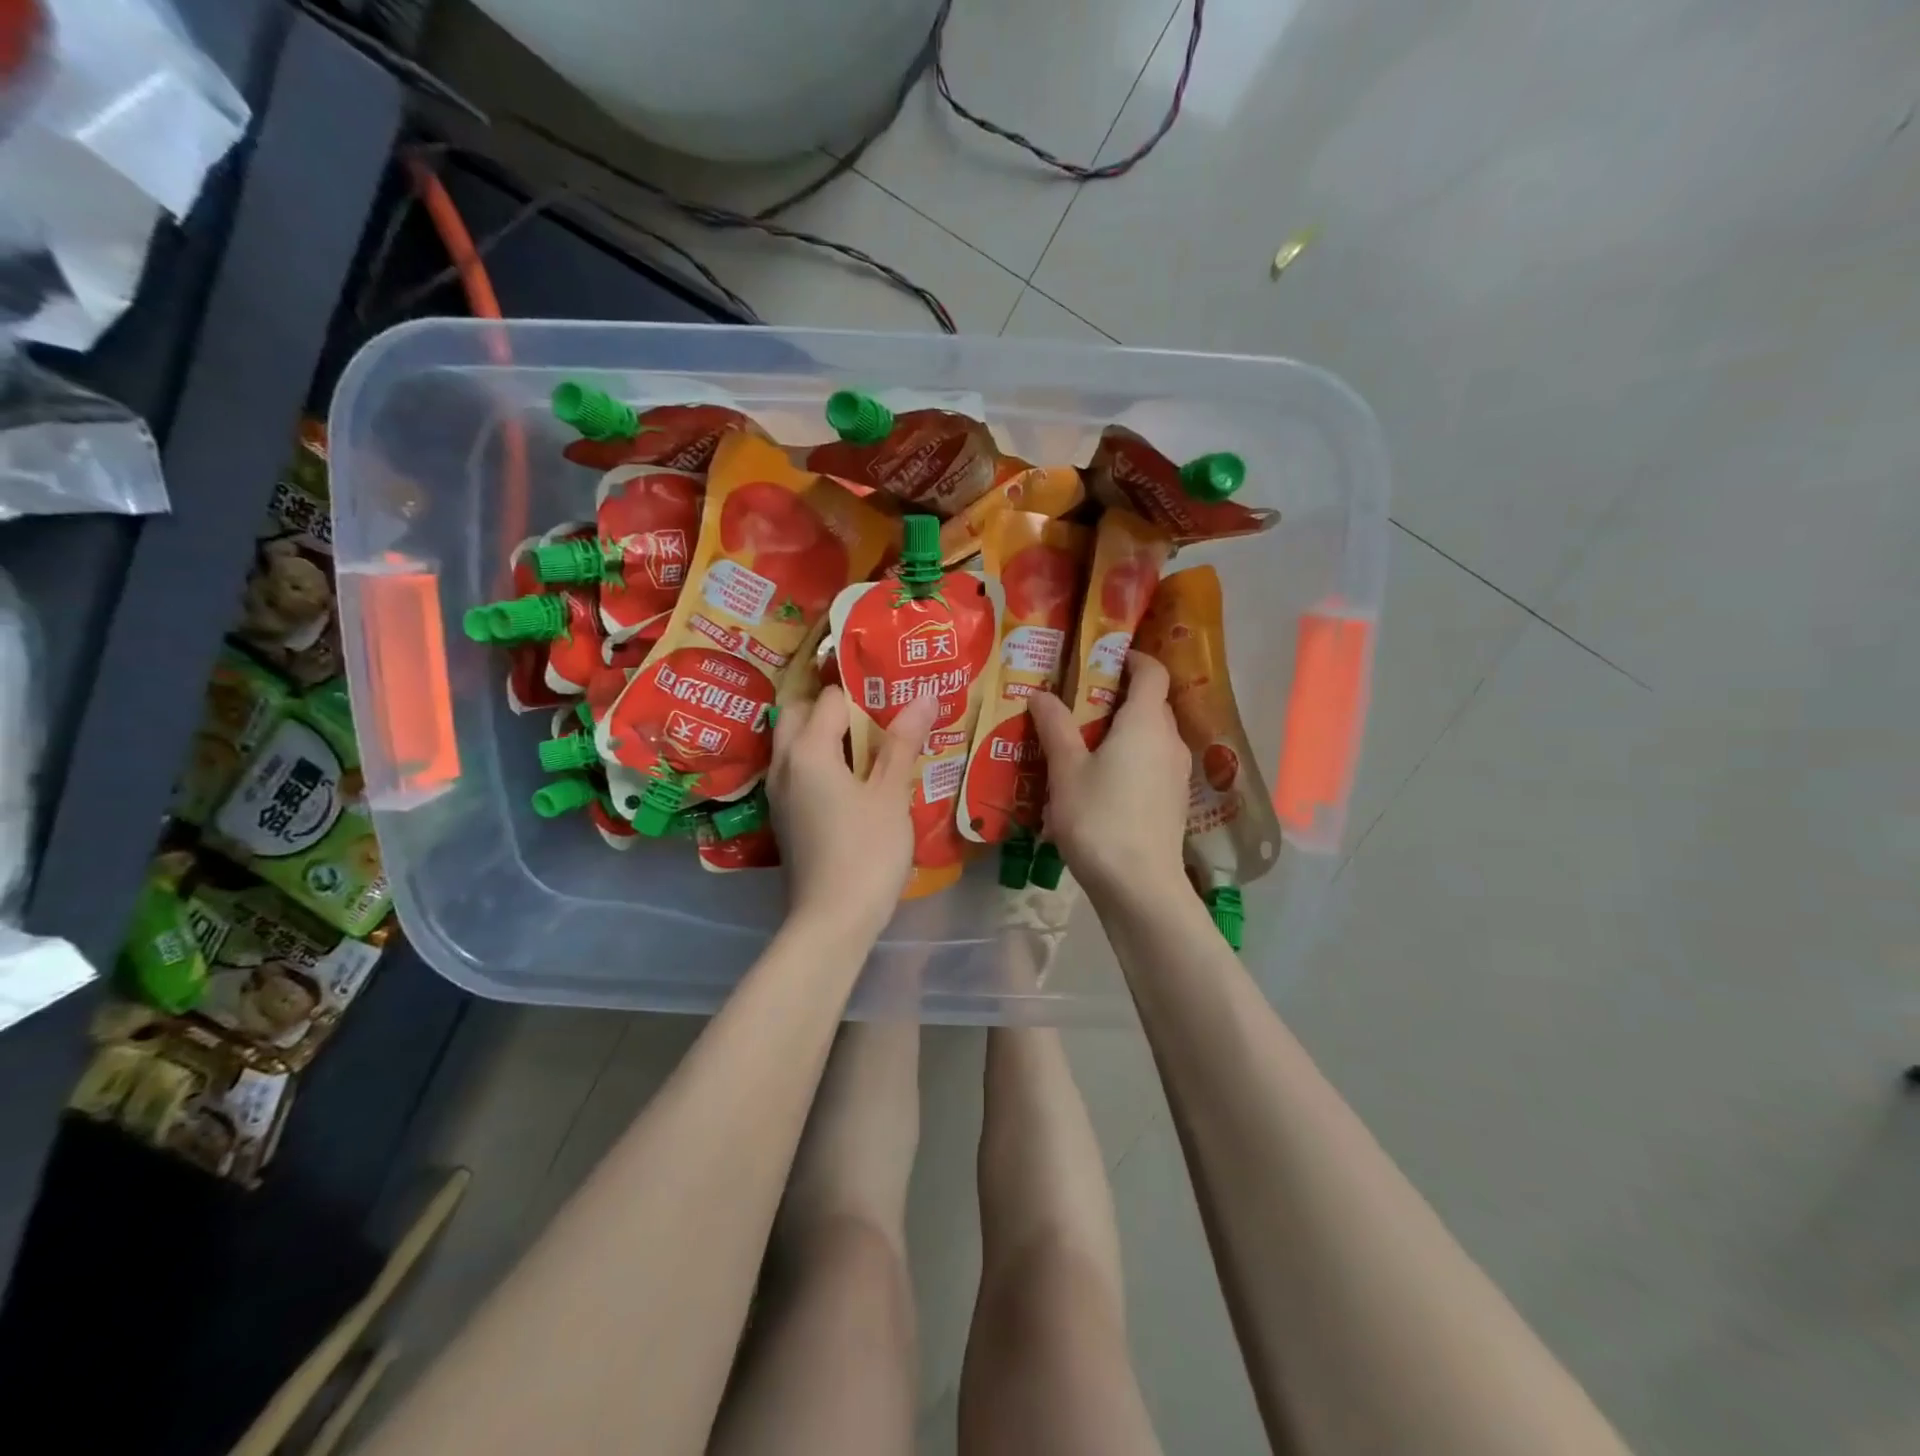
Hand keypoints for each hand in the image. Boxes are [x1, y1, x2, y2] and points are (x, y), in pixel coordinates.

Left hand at [767, 685, 939, 942]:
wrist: (831, 921)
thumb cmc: (866, 852)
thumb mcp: (891, 795)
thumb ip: (903, 742)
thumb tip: (925, 695)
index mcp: (807, 750)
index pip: (831, 698)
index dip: (863, 692)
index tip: (893, 695)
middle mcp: (783, 764)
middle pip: (800, 713)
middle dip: (833, 707)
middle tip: (875, 716)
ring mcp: (778, 793)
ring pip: (794, 743)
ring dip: (824, 735)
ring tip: (869, 745)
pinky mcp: (783, 817)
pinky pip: (796, 771)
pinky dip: (819, 762)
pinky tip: (853, 781)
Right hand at [1030, 652, 1189, 900]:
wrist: (1140, 886)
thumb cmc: (1098, 819)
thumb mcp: (1066, 771)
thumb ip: (1056, 728)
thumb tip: (1042, 695)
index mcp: (1146, 723)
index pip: (1152, 672)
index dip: (1131, 658)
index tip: (1101, 660)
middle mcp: (1170, 740)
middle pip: (1152, 703)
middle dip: (1119, 695)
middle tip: (1078, 703)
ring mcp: (1177, 773)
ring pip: (1152, 736)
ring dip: (1124, 729)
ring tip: (1084, 743)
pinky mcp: (1174, 801)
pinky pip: (1154, 762)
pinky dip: (1132, 757)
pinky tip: (1103, 781)